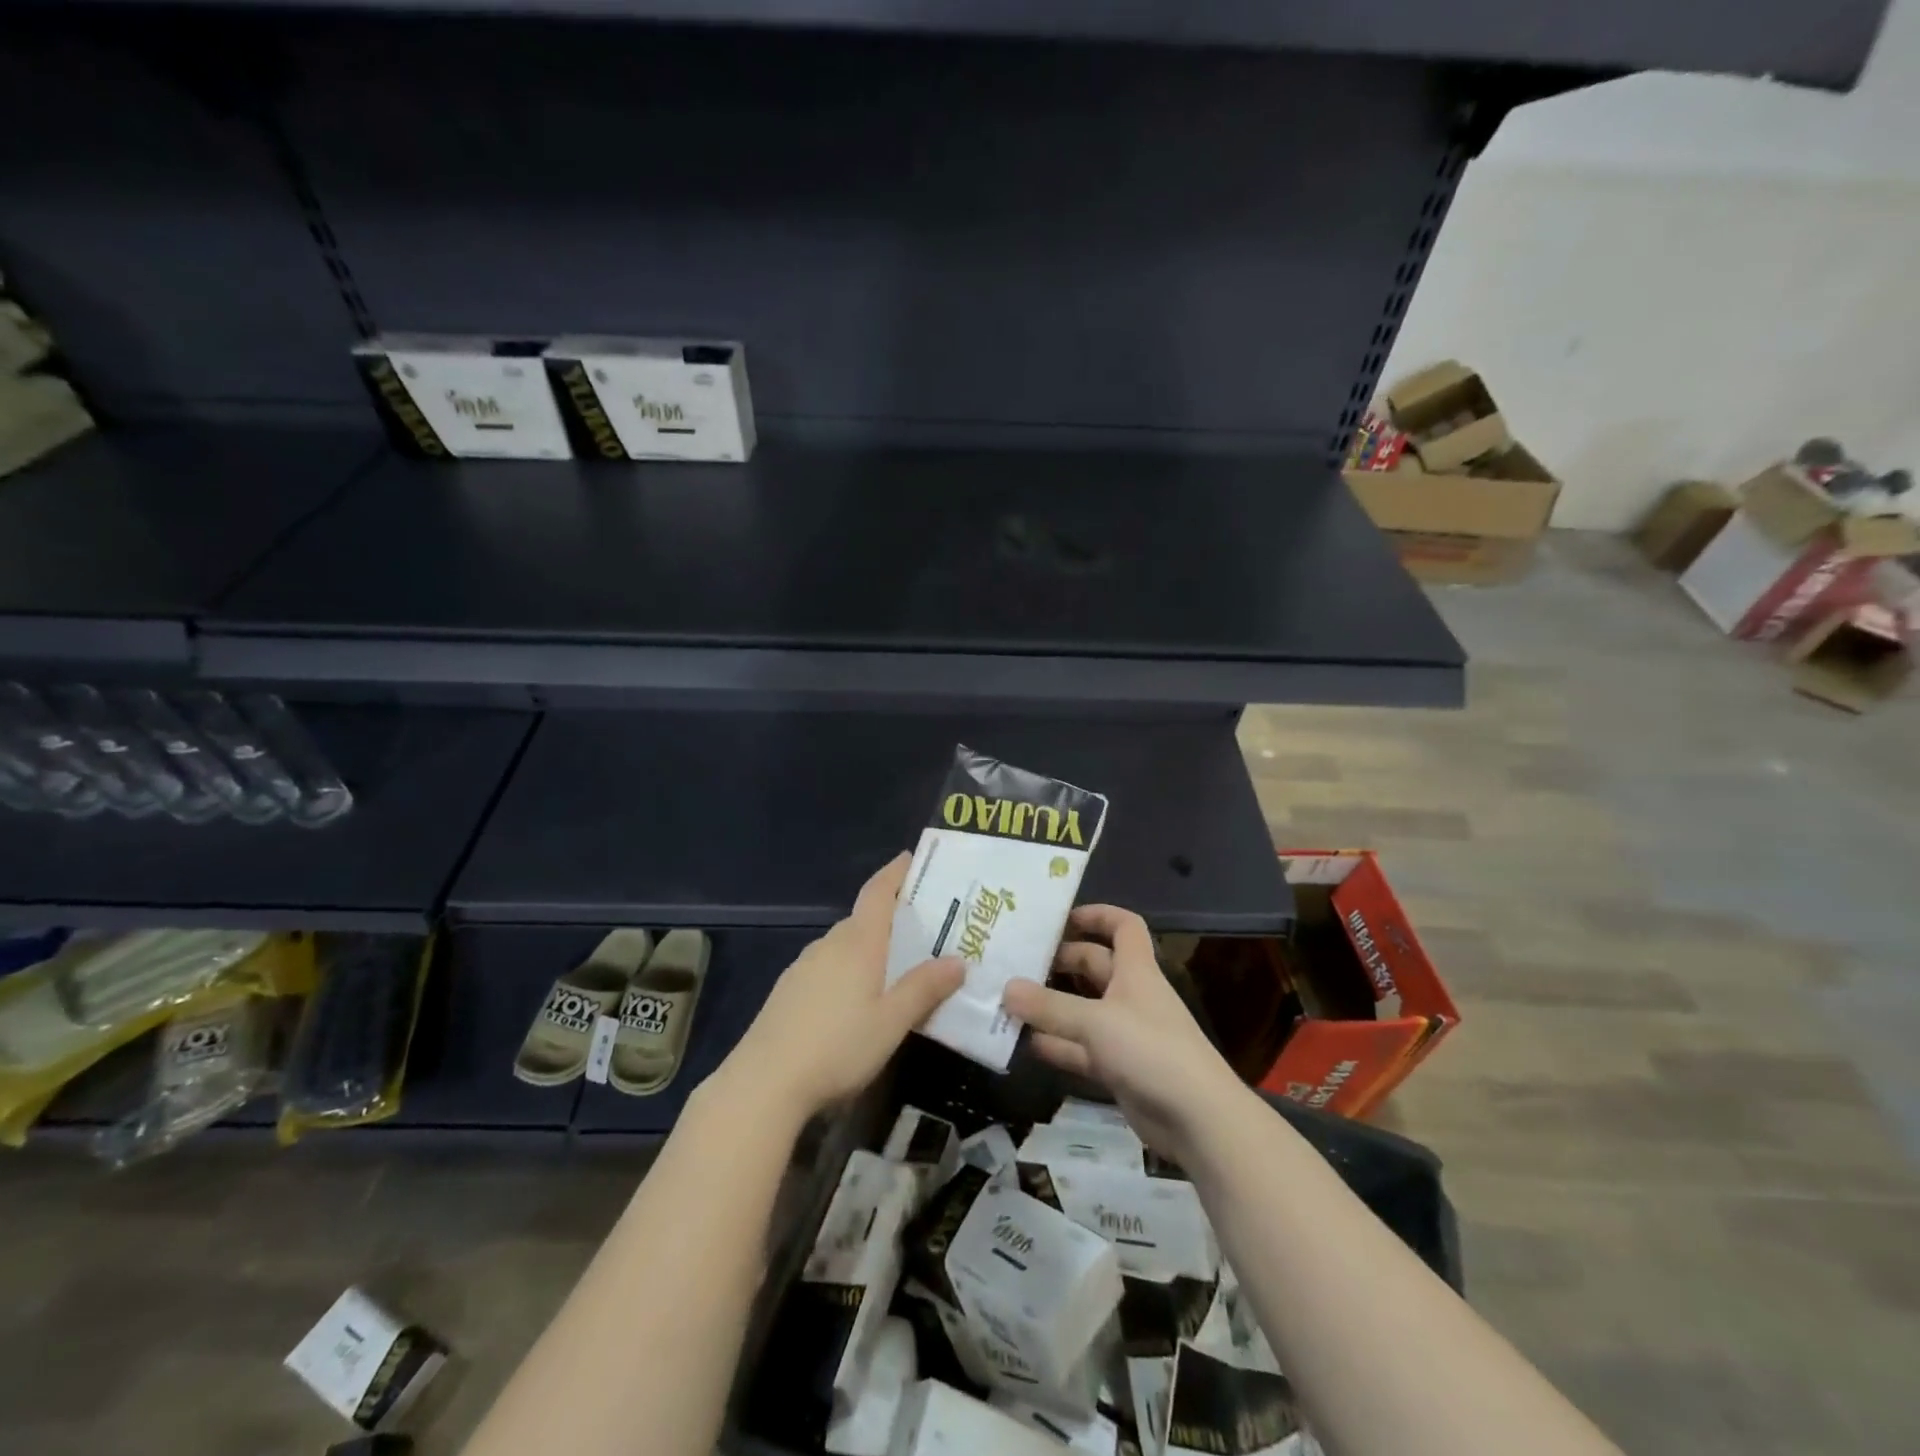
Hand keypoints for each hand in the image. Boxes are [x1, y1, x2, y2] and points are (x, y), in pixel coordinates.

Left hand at [722, 853, 963, 1119]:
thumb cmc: (838, 1046)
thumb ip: (925, 989)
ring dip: (871, 948)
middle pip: (864, 919)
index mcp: (858, 942)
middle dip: (892, 919)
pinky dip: (849, 970)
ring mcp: (804, 966)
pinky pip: (828, 966)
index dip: (895, 872)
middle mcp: (830, 944)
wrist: (763, 1083)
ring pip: (846, 945)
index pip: (878, 891)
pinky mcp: (789, 991)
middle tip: (924, 931)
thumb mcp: (892, 1021)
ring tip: (897, 968)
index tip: (912, 858)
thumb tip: (958, 961)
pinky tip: (857, 1000)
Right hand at [1003, 904, 1247, 1163]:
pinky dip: (1057, 1045)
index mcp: (1135, 971)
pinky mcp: (1119, 1068)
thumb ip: (1049, 1007)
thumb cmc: (1150, 1051)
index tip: (1060, 919)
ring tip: (1009, 1001)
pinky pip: (1081, 1048)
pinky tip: (1025, 1045)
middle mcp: (1131, 995)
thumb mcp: (1095, 1022)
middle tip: (1017, 962)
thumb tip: (1006, 987)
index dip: (1097, 915)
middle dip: (1060, 961)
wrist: (1198, 1119)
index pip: (1123, 926)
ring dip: (1052, 1006)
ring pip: (1083, 1009)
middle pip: (1094, 965)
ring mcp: (1125, 1033)